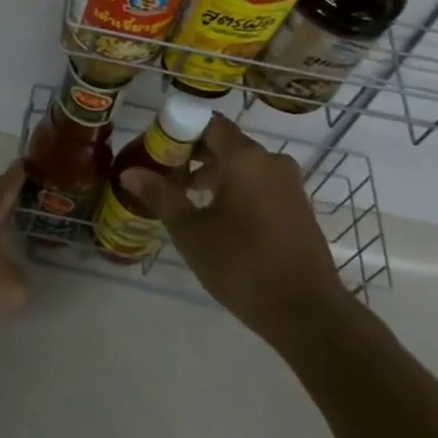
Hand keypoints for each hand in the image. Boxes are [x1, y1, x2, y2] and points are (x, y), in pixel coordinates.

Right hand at [123, 115, 349, 341]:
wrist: (308, 314)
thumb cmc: (243, 266)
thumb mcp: (192, 233)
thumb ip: (161, 196)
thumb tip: (129, 173)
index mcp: (245, 158)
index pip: (208, 123)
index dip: (180, 131)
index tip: (158, 151)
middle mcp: (271, 161)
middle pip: (226, 143)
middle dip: (194, 156)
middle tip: (166, 177)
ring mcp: (289, 184)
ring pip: (244, 165)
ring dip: (215, 174)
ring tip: (189, 201)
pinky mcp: (299, 207)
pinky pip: (261, 183)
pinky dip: (238, 189)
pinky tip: (220, 219)